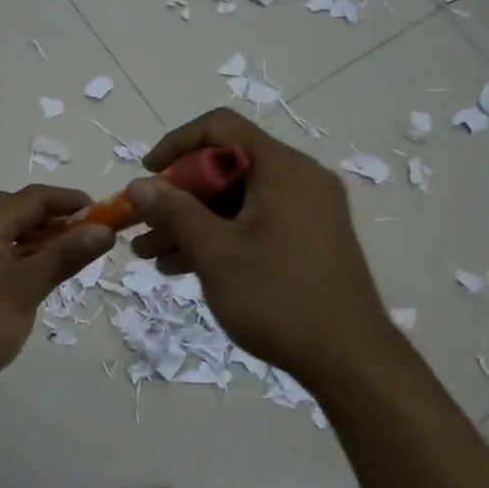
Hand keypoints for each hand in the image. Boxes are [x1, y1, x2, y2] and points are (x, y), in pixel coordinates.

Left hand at [0, 185, 115, 392]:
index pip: (35, 197)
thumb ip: (65, 255)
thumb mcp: (27, 287)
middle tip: (83, 238)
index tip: (104, 216)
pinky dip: (21, 257)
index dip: (71, 201)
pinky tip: (33, 281)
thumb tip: (103, 229)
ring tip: (65, 259)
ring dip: (38, 238)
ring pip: (5, 233)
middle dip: (54, 217)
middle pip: (17, 209)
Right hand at [128, 109, 395, 387]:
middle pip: (226, 167)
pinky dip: (219, 238)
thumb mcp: (215, 253)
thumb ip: (174, 212)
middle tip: (142, 226)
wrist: (349, 359)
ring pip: (236, 201)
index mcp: (283, 168)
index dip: (176, 144)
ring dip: (191, 222)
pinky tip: (182, 267)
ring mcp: (307, 212)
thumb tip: (139, 185)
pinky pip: (254, 224)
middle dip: (177, 196)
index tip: (148, 175)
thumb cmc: (278, 298)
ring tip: (149, 255)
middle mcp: (299, 180)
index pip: (221, 128)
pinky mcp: (307, 241)